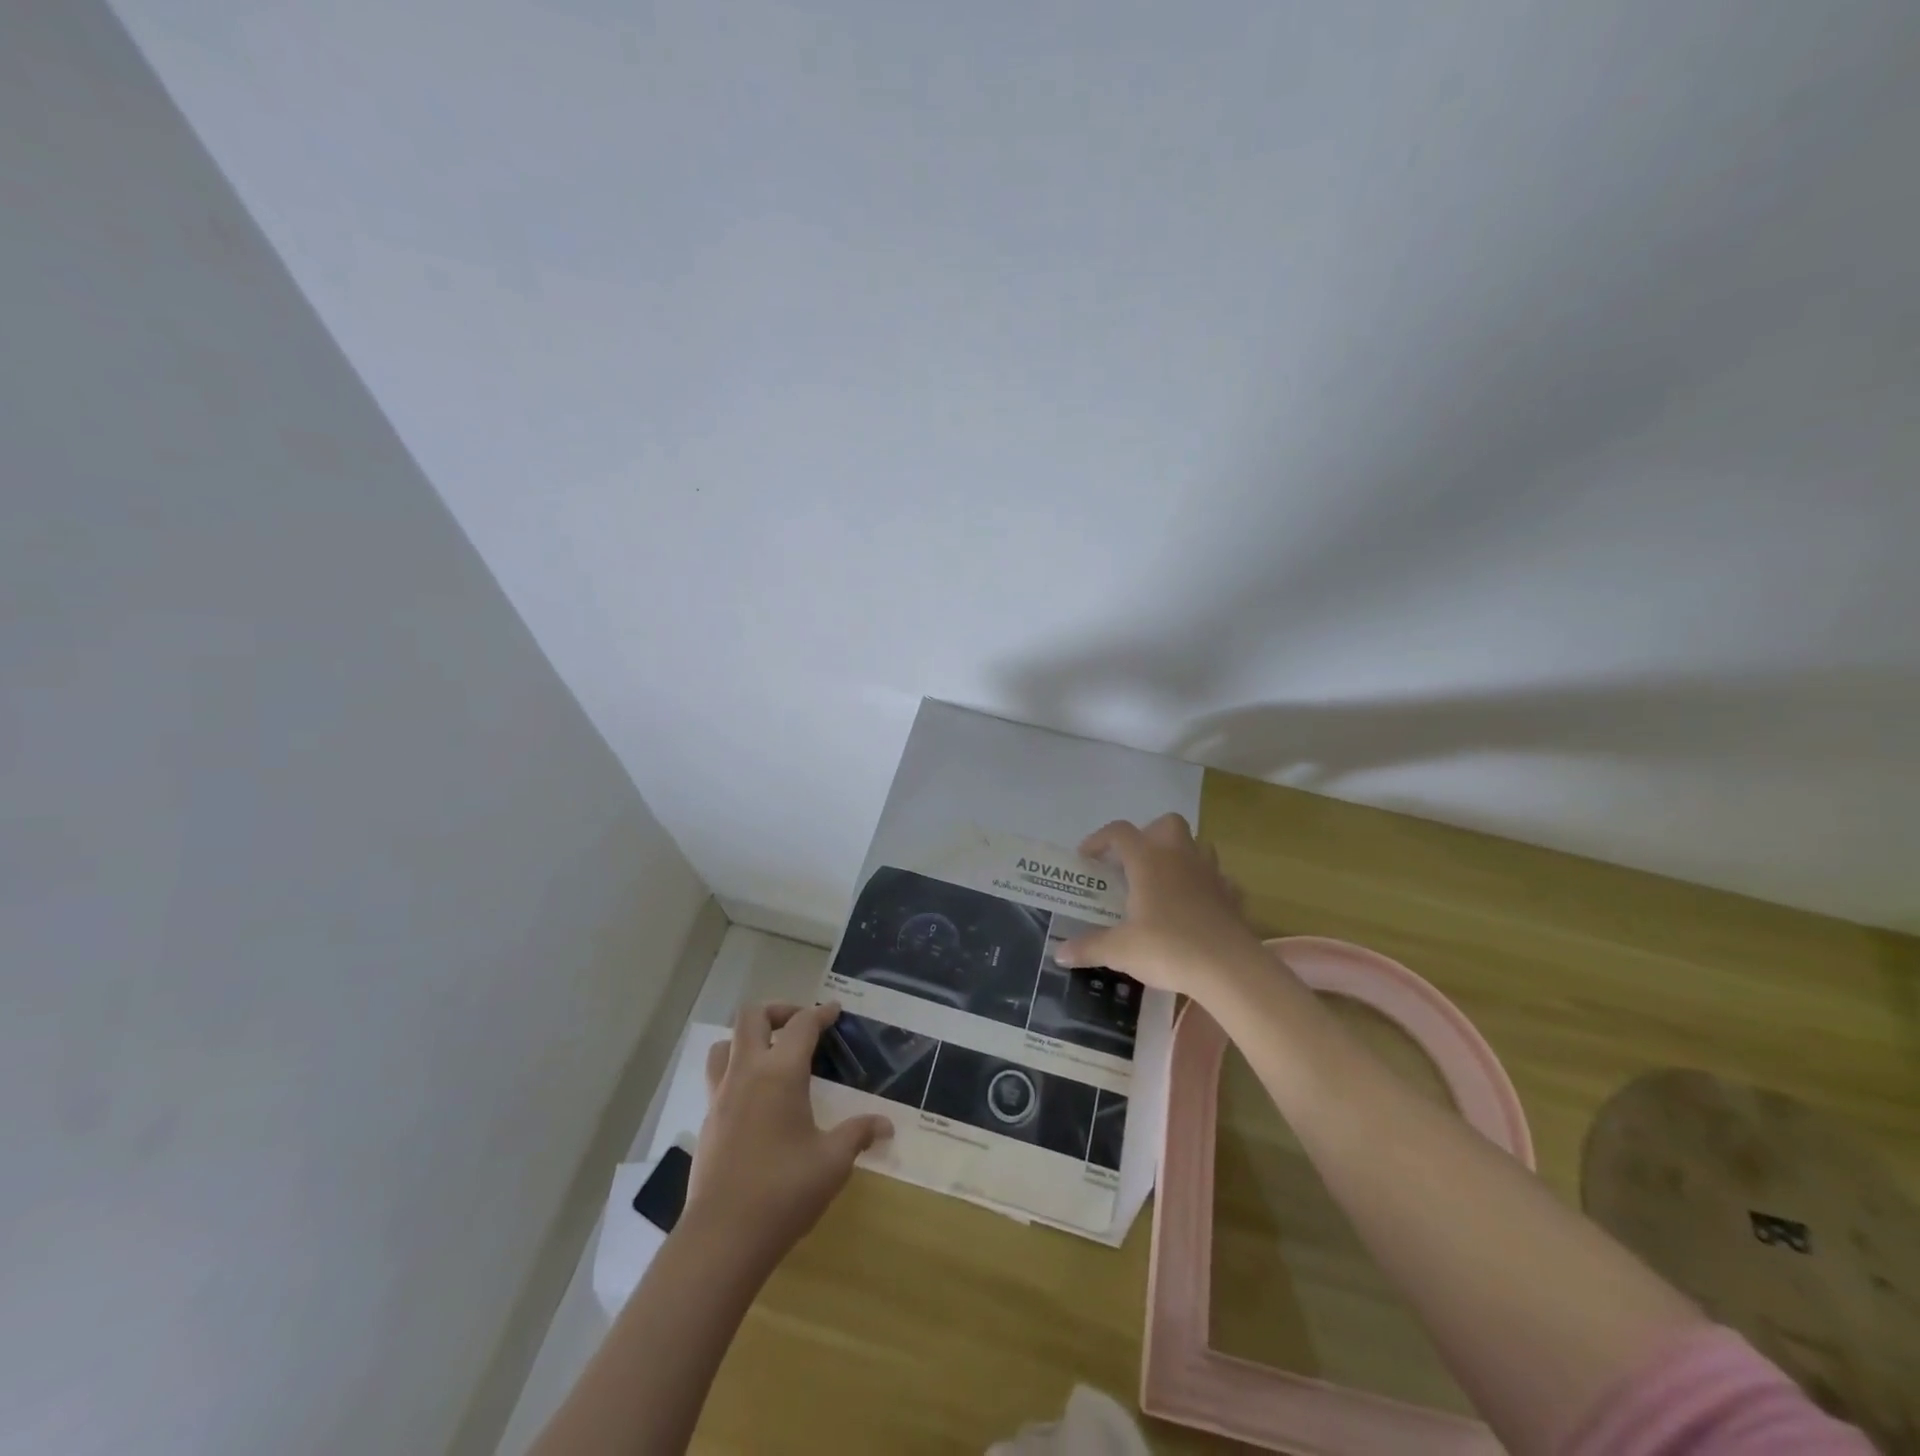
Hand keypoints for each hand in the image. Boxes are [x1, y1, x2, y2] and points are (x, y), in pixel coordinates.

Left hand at [684, 1002, 892, 1270]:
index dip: (821, 1013)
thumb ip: (858, 1134)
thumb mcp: (833, 1162)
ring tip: (770, 1054)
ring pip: (724, 1044)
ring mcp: (720, 1096)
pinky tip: (755, 1098)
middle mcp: (746, 1073)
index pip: (801, 1025)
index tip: (835, 1011)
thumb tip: (886, 1125)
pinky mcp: (708, 1121)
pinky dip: (736, 1071)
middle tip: (800, 1025)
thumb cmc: (784, 1190)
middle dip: (778, 1011)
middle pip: (751, 1017)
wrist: (723, 1237)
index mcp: (780, 1073)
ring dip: (747, 1038)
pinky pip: (717, 1077)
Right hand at [1054, 814, 1265, 1003]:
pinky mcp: (1232, 896)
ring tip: (1164, 883)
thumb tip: (1059, 954)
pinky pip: (1219, 879)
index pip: (1119, 832)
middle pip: (1166, 824)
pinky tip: (1196, 907)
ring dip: (1180, 856)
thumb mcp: (1120, 950)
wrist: (1230, 969)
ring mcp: (1211, 874)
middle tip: (1133, 863)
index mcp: (1148, 860)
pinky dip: (1206, 886)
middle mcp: (1180, 857)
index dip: (1099, 840)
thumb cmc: (1168, 948)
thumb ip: (1089, 947)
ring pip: (1197, 846)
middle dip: (1148, 835)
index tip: (1087, 858)